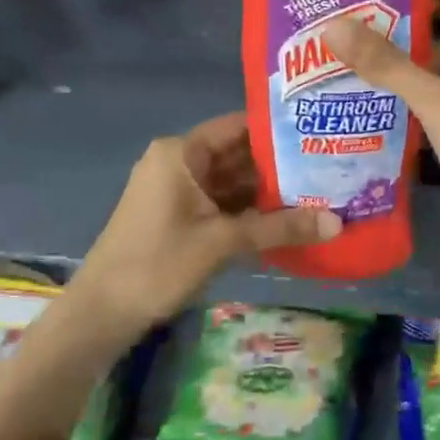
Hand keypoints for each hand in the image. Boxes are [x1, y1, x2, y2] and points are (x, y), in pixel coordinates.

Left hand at [75, 113, 339, 329]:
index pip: (240, 125)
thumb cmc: (158, 263)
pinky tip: (289, 216)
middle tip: (331, 164)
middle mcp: (180, 162)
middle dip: (282, 163)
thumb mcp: (224, 242)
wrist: (101, 314)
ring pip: (234, 181)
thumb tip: (338, 223)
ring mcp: (178, 190)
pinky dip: (251, 209)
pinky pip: (223, 202)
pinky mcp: (180, 215)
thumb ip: (281, 227)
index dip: (280, 128)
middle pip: (239, 153)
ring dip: (270, 189)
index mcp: (182, 152)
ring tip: (321, 189)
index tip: (320, 131)